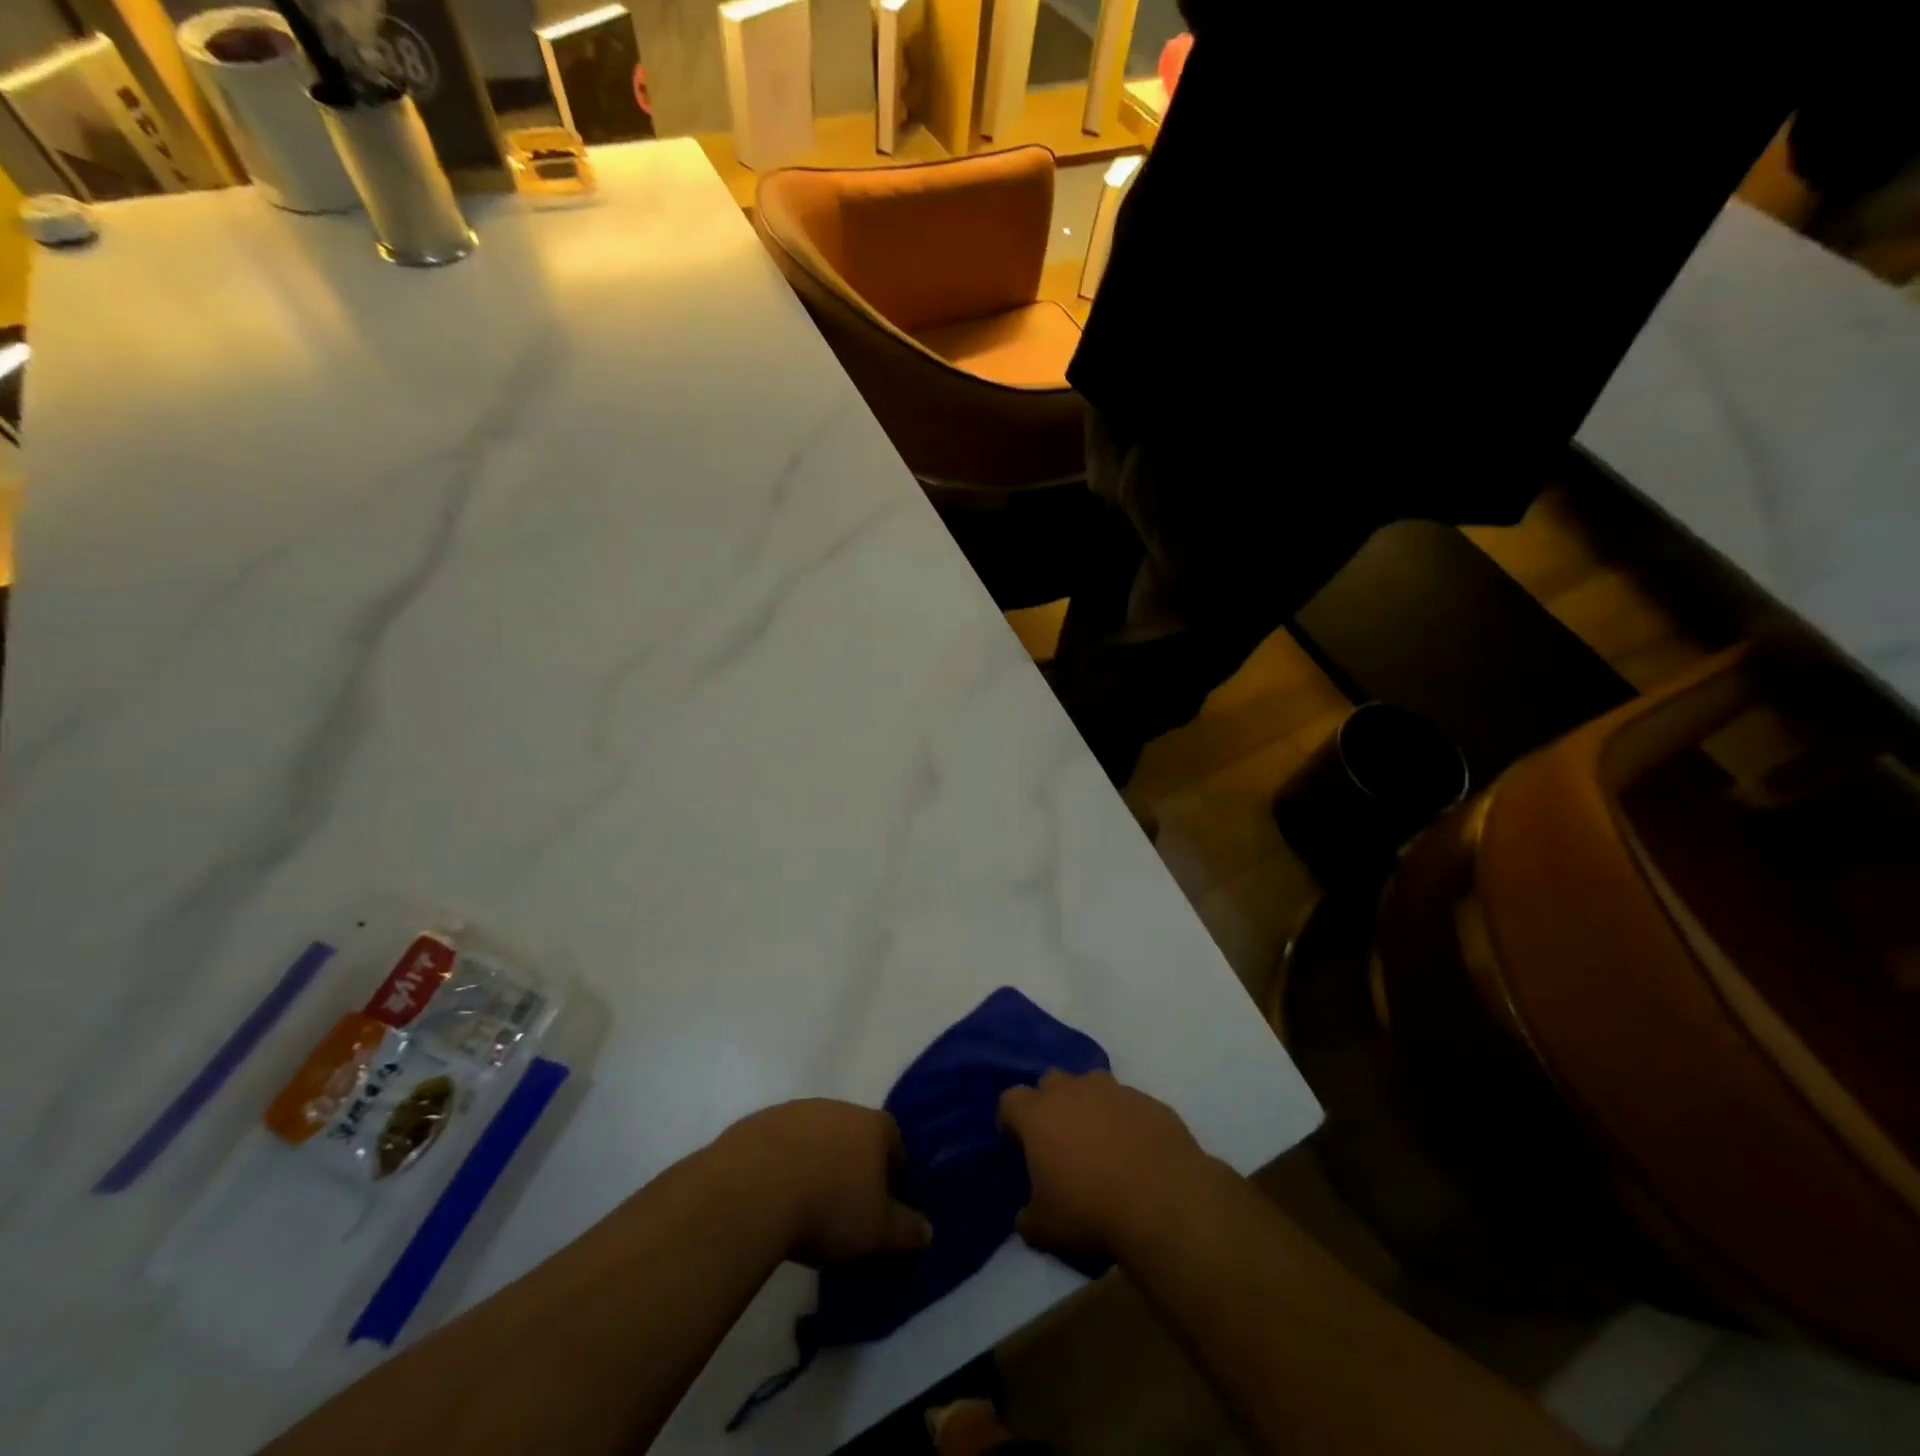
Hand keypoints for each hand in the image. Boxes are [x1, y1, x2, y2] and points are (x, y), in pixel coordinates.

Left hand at [719, 1099, 932, 1266]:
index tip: (885, 1199)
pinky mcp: (759, 1122)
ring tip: (805, 1201)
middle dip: (852, 1161)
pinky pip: (779, 1142)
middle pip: (853, 1132)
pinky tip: (772, 1195)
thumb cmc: (828, 1208)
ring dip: (815, 1159)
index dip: (893, 1169)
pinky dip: (781, 1163)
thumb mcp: (876, 1232)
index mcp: (872, 1126)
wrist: (752, 1191)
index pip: (894, 1140)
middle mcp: (837, 1107)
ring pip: (815, 1134)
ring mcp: (796, 1110)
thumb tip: (928, 1230)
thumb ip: (905, 1230)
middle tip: (845, 1202)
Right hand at [998, 1070, 1214, 1263]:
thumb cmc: (1091, 1211)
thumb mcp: (1046, 1230)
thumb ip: (1028, 1217)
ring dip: (1090, 1107)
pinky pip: (1129, 1104)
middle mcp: (1073, 1090)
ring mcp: (1114, 1091)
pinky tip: (1136, 1153)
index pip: (1010, 1100)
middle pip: (1051, 1082)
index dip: (1011, 1121)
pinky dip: (1126, 1121)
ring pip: (1092, 1086)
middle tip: (1060, 1141)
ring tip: (1101, 1144)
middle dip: (1051, 1104)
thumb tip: (1027, 1216)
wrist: (1164, 1203)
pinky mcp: (1149, 1102)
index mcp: (1038, 1114)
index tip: (1019, 1144)